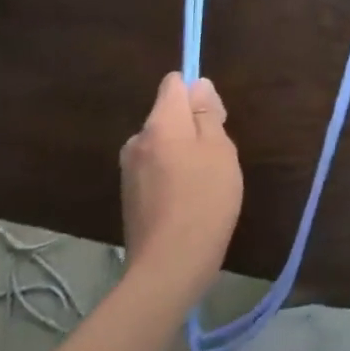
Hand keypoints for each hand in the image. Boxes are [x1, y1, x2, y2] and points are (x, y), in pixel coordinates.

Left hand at [120, 73, 242, 303]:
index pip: (173, 84)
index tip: (215, 117)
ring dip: (183, 152)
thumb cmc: (205, 199)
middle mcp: (137, 142)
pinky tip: (190, 199)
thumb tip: (198, 86)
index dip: (197, 93)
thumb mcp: (219, 149)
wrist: (170, 266)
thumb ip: (207, 114)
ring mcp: (129, 171)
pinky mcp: (130, 197)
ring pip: (163, 144)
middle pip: (168, 115)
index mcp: (159, 125)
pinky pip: (156, 168)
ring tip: (206, 180)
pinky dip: (173, 174)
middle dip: (192, 125)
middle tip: (218, 154)